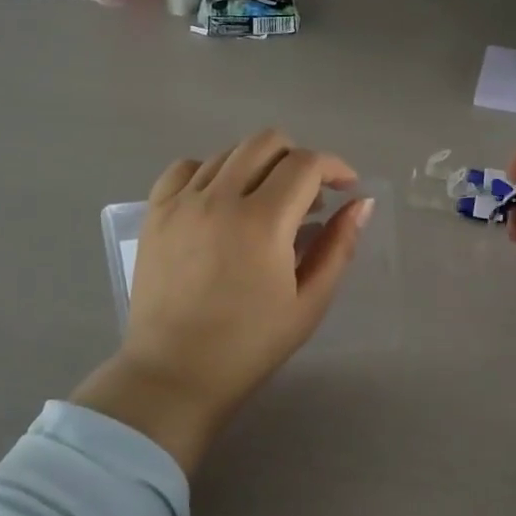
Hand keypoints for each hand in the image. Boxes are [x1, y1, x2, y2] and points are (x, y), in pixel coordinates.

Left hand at [75, 129, 373, 472]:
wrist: (175, 373)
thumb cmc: (250, 345)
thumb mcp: (309, 301)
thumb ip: (338, 247)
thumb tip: (360, 203)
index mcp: (263, 222)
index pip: (306, 164)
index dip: (335, 167)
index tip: (345, 187)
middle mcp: (220, 198)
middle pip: (266, 142)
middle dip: (298, 157)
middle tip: (308, 193)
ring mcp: (182, 202)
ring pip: (229, 152)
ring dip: (259, 166)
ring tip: (266, 201)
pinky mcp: (155, 212)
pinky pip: (187, 167)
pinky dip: (212, 172)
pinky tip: (221, 199)